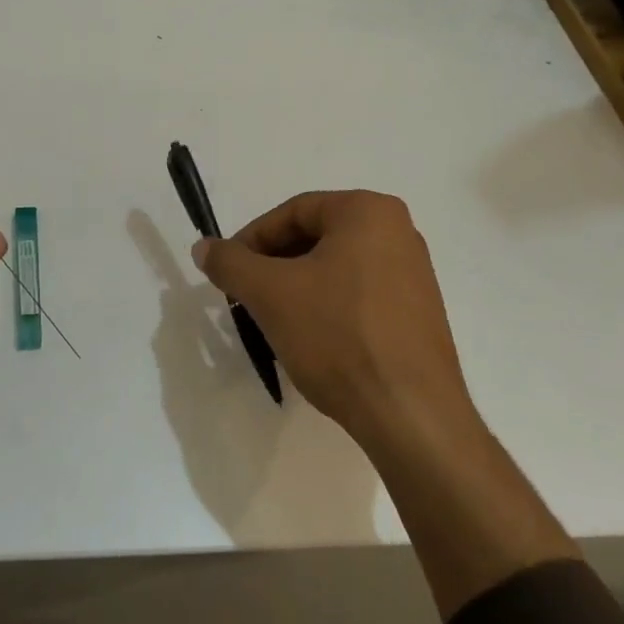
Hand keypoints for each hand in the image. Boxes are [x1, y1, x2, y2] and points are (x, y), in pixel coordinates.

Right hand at [195, 189, 577, 617]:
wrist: (410, 413)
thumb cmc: (338, 336)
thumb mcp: (270, 294)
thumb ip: (230, 263)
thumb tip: (203, 247)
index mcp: (368, 211)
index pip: (293, 212)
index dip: (251, 240)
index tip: (228, 273)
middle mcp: (398, 231)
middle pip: (316, 237)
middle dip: (274, 266)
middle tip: (246, 298)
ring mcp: (414, 273)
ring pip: (336, 268)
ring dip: (298, 288)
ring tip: (274, 322)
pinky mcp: (419, 311)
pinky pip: (360, 294)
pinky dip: (328, 307)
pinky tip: (312, 340)